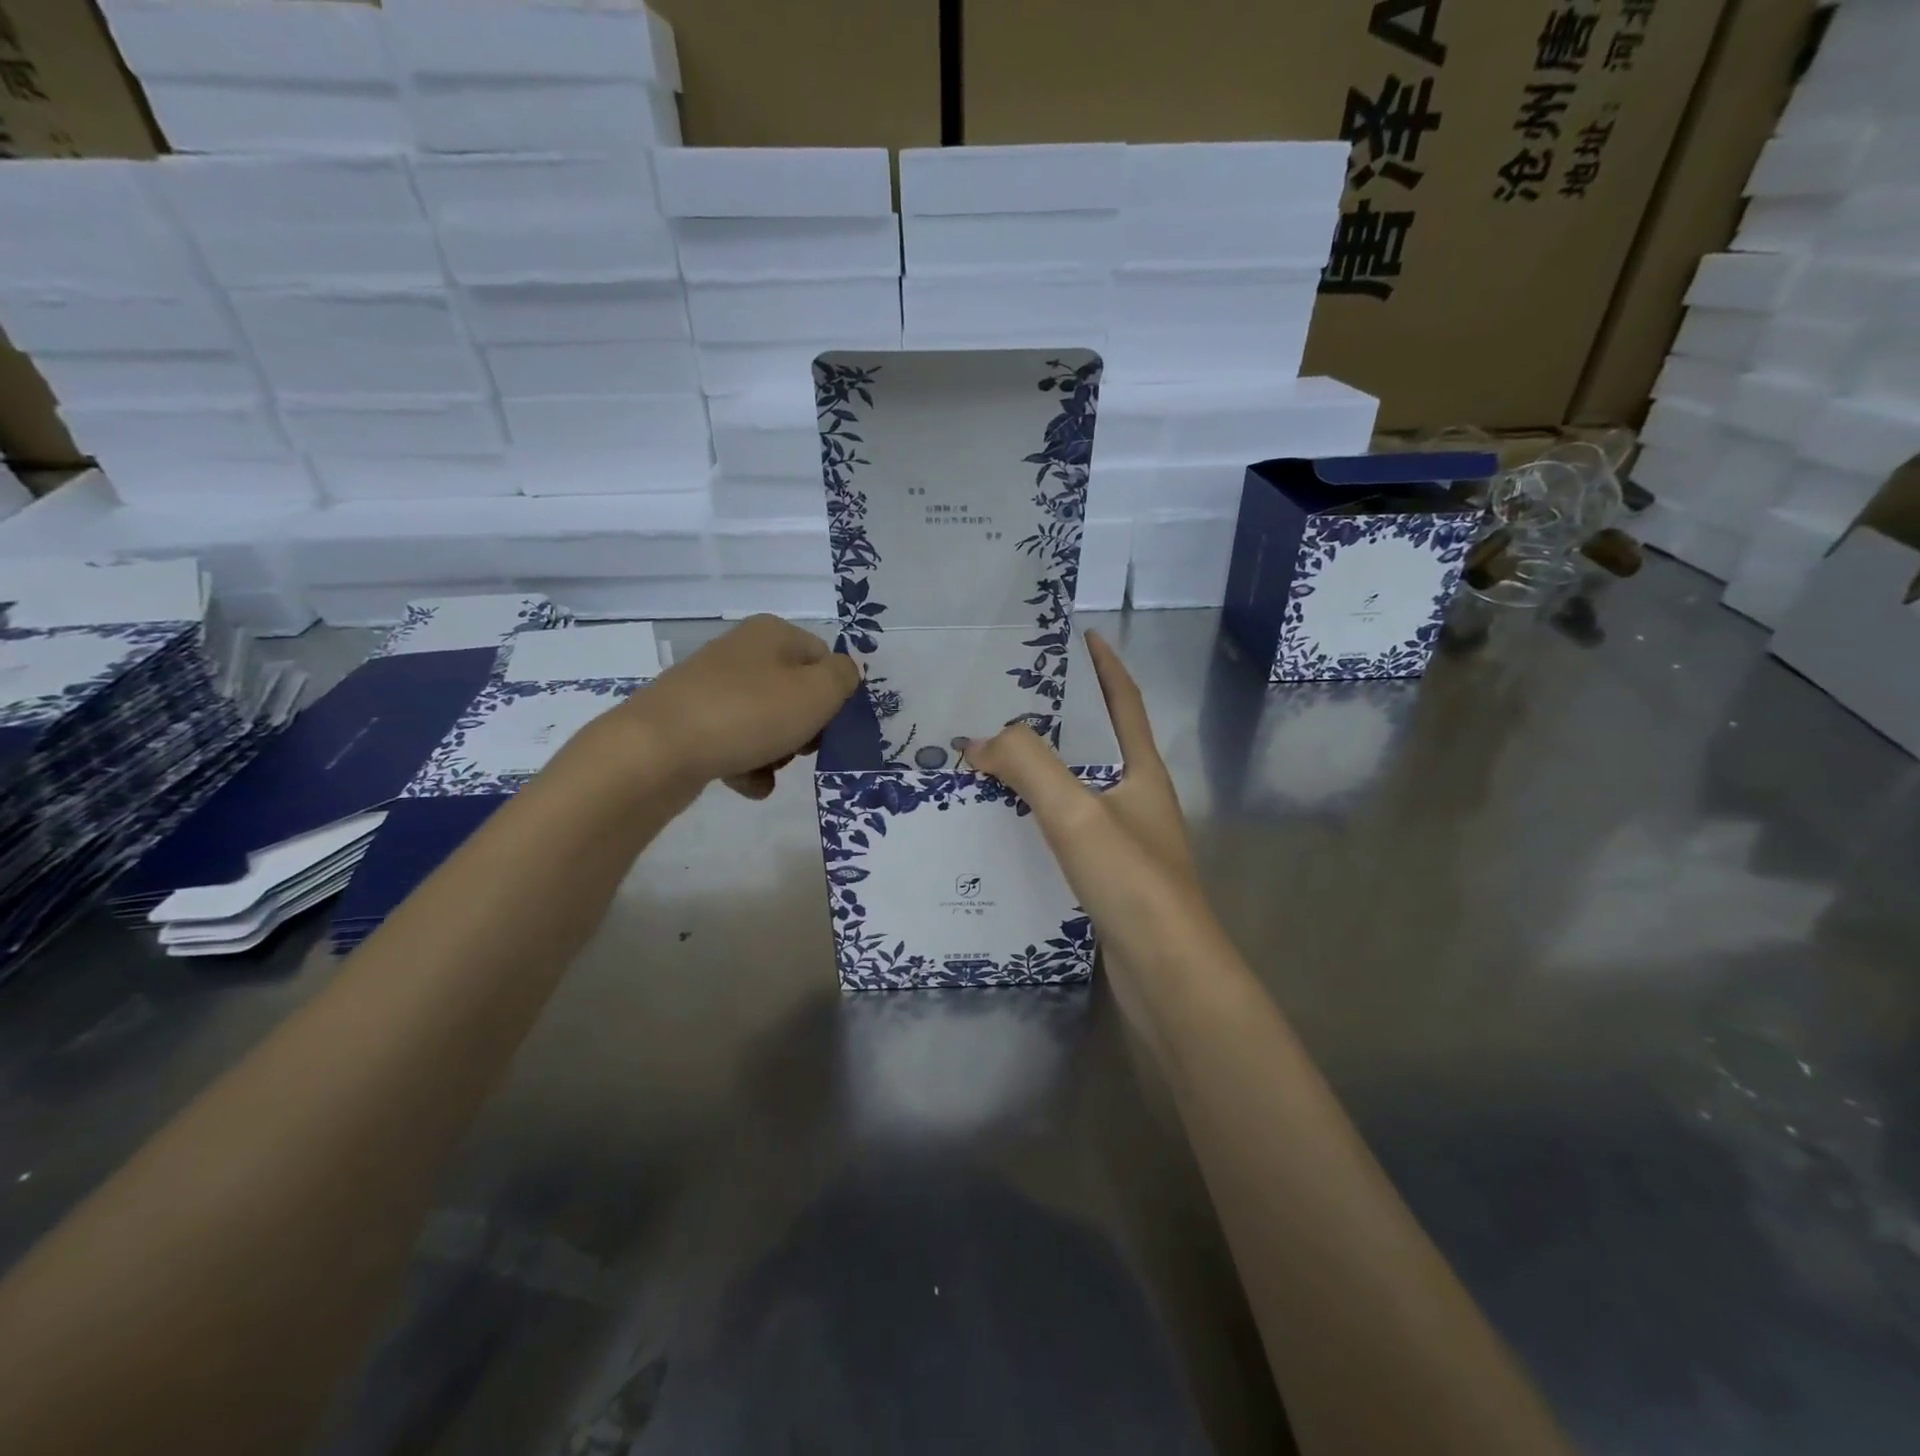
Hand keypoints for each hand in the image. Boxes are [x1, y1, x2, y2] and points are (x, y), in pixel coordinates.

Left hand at [613, 615, 860, 799]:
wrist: (658, 749)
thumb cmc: (750, 714)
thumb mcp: (818, 692)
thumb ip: (844, 677)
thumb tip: (843, 673)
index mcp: (773, 633)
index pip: (824, 660)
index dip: (833, 696)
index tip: (828, 726)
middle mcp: (741, 651)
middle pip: (795, 692)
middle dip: (804, 728)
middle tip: (799, 749)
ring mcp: (711, 687)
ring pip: (766, 721)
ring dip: (777, 752)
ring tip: (768, 769)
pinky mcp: (690, 721)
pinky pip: (735, 742)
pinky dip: (747, 764)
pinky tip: (746, 782)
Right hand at [961, 631, 1205, 992]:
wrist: (1167, 975)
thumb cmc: (1132, 881)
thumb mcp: (1076, 812)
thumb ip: (1028, 766)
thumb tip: (979, 742)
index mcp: (1143, 772)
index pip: (1124, 702)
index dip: (1105, 666)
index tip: (1081, 634)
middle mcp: (1138, 799)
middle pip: (1099, 743)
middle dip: (1062, 717)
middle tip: (1011, 698)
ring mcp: (1126, 841)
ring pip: (1079, 788)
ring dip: (1044, 769)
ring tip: (996, 755)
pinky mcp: (1109, 877)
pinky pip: (1068, 829)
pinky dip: (1039, 815)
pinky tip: (1007, 823)